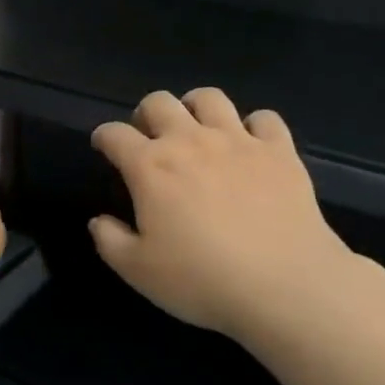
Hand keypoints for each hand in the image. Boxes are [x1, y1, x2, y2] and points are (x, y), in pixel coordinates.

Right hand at [90, 88, 356, 342]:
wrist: (285, 285)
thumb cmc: (202, 279)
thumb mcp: (139, 271)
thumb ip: (110, 241)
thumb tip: (99, 220)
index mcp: (150, 166)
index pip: (115, 134)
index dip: (104, 137)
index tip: (103, 147)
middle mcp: (190, 140)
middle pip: (158, 102)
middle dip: (146, 114)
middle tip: (150, 139)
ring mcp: (238, 140)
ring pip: (209, 98)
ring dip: (195, 107)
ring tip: (197, 129)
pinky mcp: (279, 150)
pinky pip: (264, 118)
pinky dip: (254, 126)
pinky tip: (251, 145)